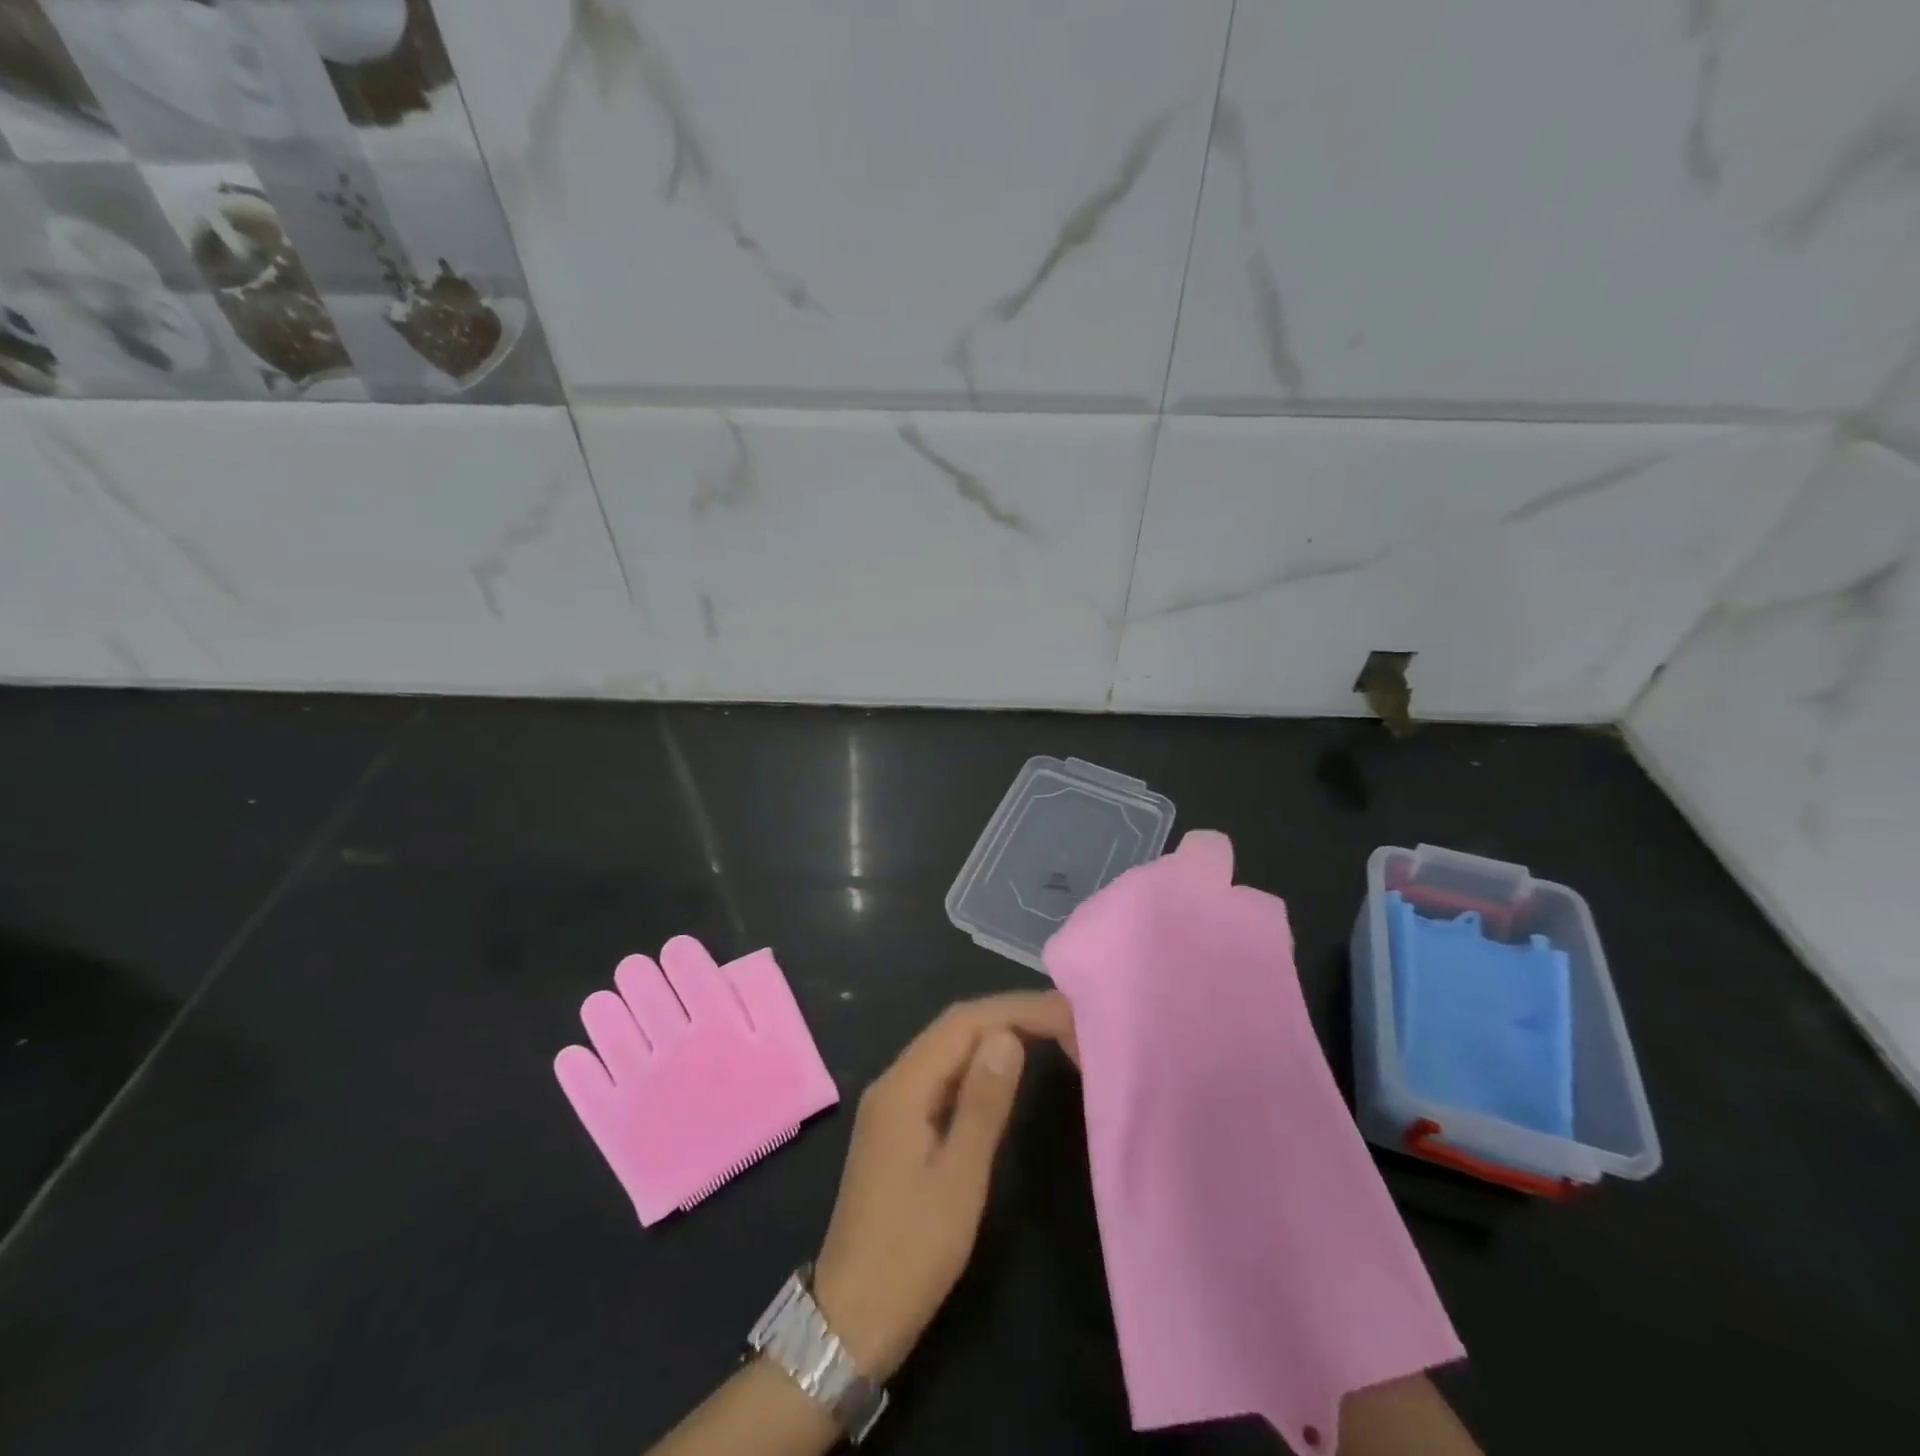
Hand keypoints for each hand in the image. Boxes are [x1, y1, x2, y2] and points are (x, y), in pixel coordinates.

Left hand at [811, 991, 1077, 1380]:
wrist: (850, 1318)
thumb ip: (983, 1104)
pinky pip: (943, 1073)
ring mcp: (893, 1102)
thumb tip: (1008, 1036)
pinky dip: (978, 1063)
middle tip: (1064, 1020)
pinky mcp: (899, 1124)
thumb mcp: (959, 1180)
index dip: (1016, 1009)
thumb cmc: (910, 1252)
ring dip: (995, 1034)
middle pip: (954, 1026)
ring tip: (1046, 1034)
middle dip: (1009, 1014)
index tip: (1065, 1013)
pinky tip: (1005, 1071)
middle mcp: (893, 1080)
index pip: (964, 1022)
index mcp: (903, 1086)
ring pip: (948, 1047)